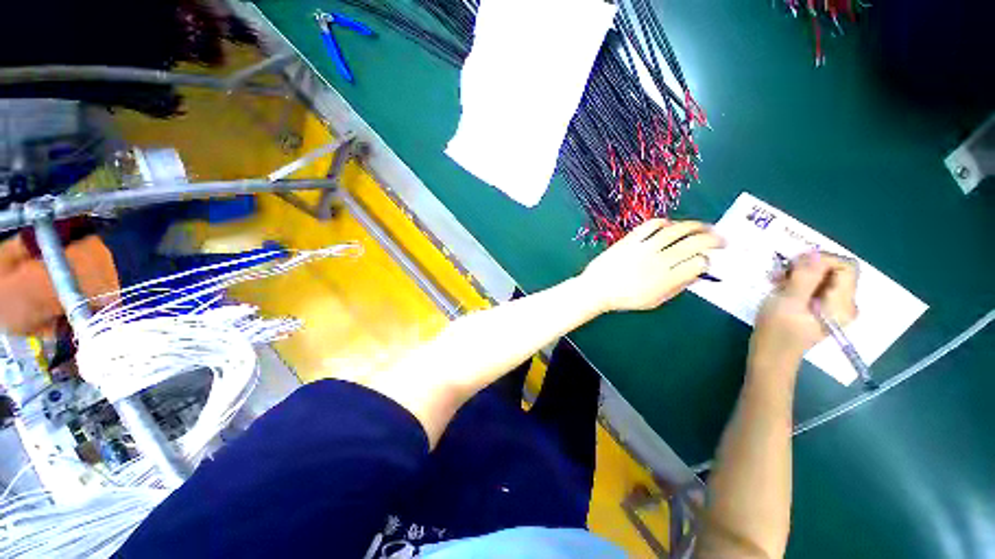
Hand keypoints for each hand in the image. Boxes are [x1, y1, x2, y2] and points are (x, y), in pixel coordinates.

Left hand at [579, 219, 723, 312]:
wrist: (597, 289)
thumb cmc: (625, 298)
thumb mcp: (654, 300)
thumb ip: (677, 287)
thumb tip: (697, 273)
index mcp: (666, 280)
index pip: (699, 264)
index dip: (707, 261)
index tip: (707, 260)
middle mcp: (659, 261)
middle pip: (695, 243)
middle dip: (714, 239)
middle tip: (722, 239)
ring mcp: (644, 248)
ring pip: (677, 230)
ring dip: (696, 226)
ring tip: (705, 227)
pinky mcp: (630, 239)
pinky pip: (652, 225)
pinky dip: (665, 222)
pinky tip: (671, 226)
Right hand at [750, 251, 858, 369]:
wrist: (771, 355)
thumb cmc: (778, 330)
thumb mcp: (788, 301)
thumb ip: (805, 276)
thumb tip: (813, 252)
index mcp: (842, 303)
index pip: (846, 266)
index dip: (821, 259)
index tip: (794, 264)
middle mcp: (844, 304)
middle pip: (834, 271)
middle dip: (806, 267)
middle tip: (780, 273)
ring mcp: (832, 307)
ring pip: (822, 278)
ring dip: (798, 274)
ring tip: (776, 281)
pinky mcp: (819, 309)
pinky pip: (814, 287)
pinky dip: (797, 283)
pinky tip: (780, 287)